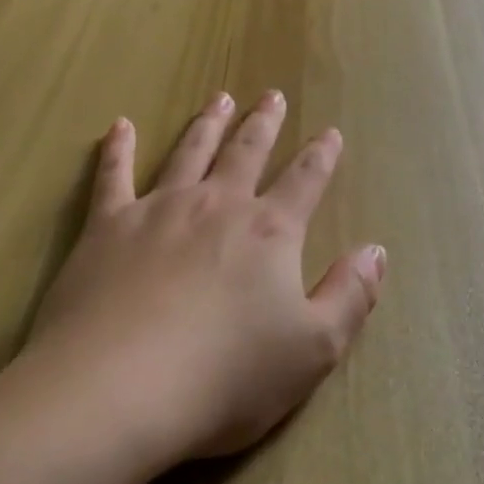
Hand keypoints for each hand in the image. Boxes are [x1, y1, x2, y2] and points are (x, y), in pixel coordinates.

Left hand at [23, 90, 385, 469]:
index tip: (330, 131)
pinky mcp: (108, 227)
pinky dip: (117, 148)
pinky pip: (113, 175)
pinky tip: (120, 126)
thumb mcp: (313, 350)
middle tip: (271, 94)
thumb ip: (351, 296)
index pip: (305, 181)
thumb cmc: (225, 376)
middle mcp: (217, 205)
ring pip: (190, 151)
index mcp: (269, 232)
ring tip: (219, 97)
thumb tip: (376, 250)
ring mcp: (160, 209)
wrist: (118, 389)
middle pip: (246, 152)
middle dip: (263, 123)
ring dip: (208, 123)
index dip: (321, 155)